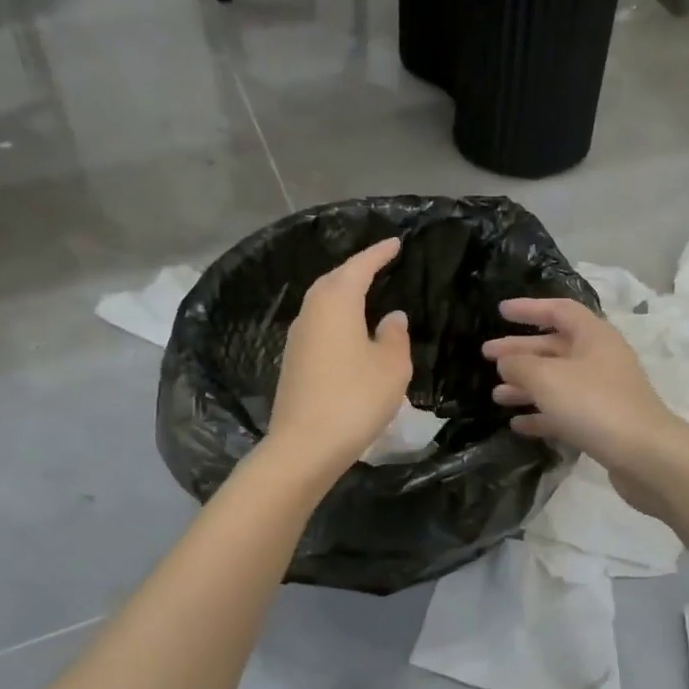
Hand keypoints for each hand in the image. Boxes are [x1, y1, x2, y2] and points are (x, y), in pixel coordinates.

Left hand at [266, 238, 412, 477]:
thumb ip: (395, 335)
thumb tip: (392, 317)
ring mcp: (298, 337)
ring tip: (367, 293)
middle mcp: (312, 312)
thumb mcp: (391, 366)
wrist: (305, 445)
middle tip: (380, 264)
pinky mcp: (293, 360)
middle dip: (356, 269)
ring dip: (344, 293)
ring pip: (323, 302)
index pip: (359, 267)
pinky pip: (319, 324)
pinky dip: (336, 317)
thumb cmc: (355, 398)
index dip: (378, 253)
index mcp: (336, 303)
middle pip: (334, 280)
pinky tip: (350, 330)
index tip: (395, 242)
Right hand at [482, 298, 688, 499]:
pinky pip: (565, 411)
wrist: (645, 455)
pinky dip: (541, 414)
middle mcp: (600, 359)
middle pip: (554, 347)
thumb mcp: (547, 378)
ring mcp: (603, 392)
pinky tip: (517, 424)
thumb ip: (519, 365)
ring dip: (526, 385)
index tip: (500, 312)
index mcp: (593, 336)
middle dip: (520, 351)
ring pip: (557, 381)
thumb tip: (506, 362)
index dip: (529, 308)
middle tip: (486, 355)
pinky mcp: (603, 423)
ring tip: (496, 395)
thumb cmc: (594, 404)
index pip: (558, 310)